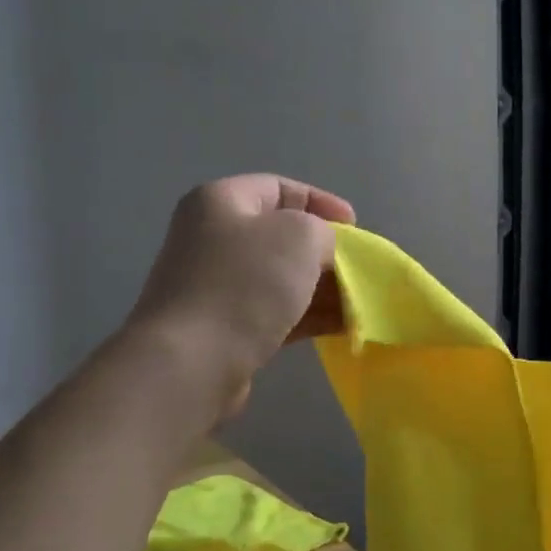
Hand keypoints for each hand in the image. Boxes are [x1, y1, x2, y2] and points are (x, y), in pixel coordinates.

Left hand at [126, 175, 355, 417]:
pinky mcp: (223, 328)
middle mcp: (212, 239)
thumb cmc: (246, 284)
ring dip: (321, 289)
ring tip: (357, 305)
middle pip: (280, 236)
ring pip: (280, 279)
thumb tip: (320, 251)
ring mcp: (215, 286)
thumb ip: (322, 231)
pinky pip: (274, 312)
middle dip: (325, 252)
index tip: (356, 228)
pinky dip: (307, 316)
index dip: (321, 201)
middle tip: (358, 270)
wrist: (192, 361)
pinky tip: (340, 328)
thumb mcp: (300, 236)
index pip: (279, 188)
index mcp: (221, 202)